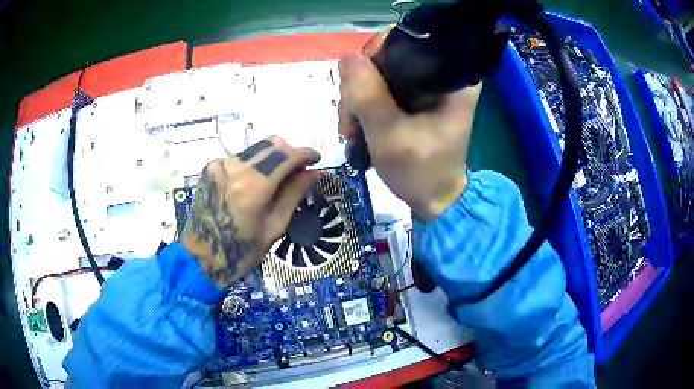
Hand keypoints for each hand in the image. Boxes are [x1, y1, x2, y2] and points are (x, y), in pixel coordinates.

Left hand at [182, 137, 320, 287]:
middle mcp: (234, 167)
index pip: (287, 155)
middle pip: (272, 144)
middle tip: (300, 169)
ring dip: (273, 156)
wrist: (201, 257)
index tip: (317, 159)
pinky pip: (240, 157)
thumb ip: (294, 195)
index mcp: (253, 186)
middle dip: (291, 152)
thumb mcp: (274, 227)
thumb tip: (314, 173)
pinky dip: (255, 164)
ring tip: (280, 176)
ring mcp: (219, 165)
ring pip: (256, 148)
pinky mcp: (211, 169)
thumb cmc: (241, 251)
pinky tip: (257, 182)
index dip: (306, 154)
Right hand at [338, 34, 481, 218]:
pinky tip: (356, 127)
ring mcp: (426, 86)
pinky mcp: (414, 99)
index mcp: (453, 78)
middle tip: (350, 118)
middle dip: (361, 84)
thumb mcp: (391, 137)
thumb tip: (347, 58)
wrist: (433, 200)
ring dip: (357, 98)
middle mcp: (442, 74)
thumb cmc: (421, 172)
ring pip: (379, 73)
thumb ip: (369, 97)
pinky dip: (363, 105)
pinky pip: (380, 88)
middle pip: (389, 56)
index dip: (377, 54)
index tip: (357, 82)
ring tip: (351, 130)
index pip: (409, 41)